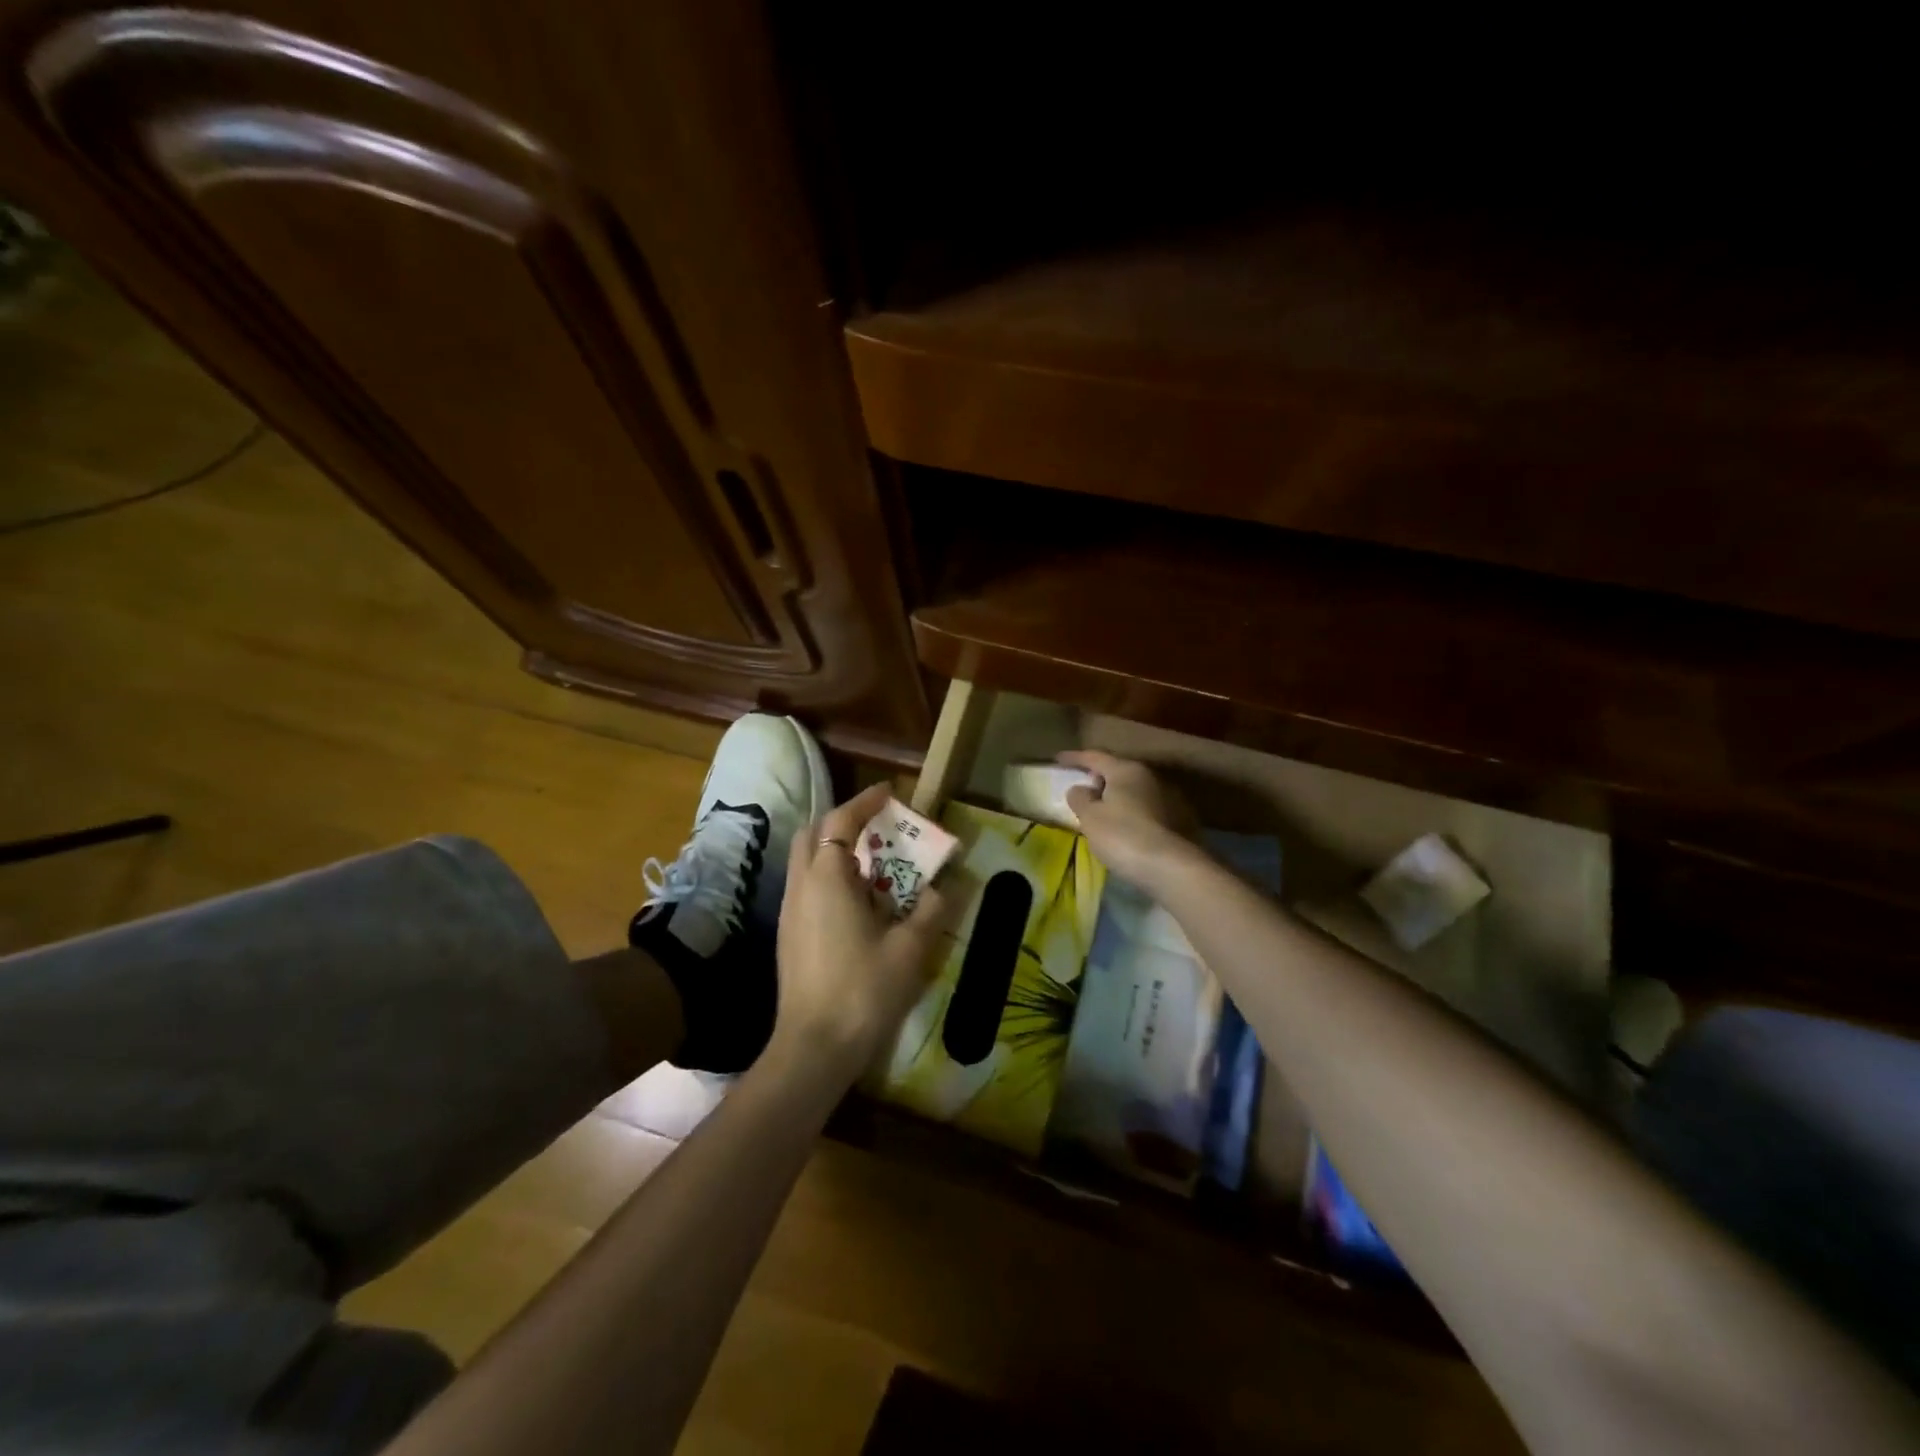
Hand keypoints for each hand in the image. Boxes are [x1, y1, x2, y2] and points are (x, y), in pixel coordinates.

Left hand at [770, 782, 953, 1077]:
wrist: (814, 1047)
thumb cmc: (863, 991)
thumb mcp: (909, 950)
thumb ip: (931, 911)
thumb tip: (946, 886)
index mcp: (828, 878)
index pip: (840, 820)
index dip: (865, 802)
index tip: (890, 793)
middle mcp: (802, 885)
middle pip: (813, 833)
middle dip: (843, 821)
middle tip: (878, 827)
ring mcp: (790, 911)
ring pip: (806, 861)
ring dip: (835, 849)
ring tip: (874, 864)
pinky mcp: (788, 934)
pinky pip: (806, 886)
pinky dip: (829, 876)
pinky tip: (857, 902)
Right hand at [1058, 750, 1200, 891]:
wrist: (1172, 868)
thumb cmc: (1123, 836)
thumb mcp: (1091, 818)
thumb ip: (1081, 799)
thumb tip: (1080, 788)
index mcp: (1126, 770)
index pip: (1095, 757)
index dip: (1074, 758)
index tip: (1057, 759)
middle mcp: (1150, 777)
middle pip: (1118, 771)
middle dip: (1099, 777)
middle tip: (1083, 787)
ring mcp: (1169, 798)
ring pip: (1135, 791)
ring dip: (1118, 797)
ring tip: (1103, 811)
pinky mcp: (1180, 820)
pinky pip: (1147, 809)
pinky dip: (1132, 813)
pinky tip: (1126, 828)